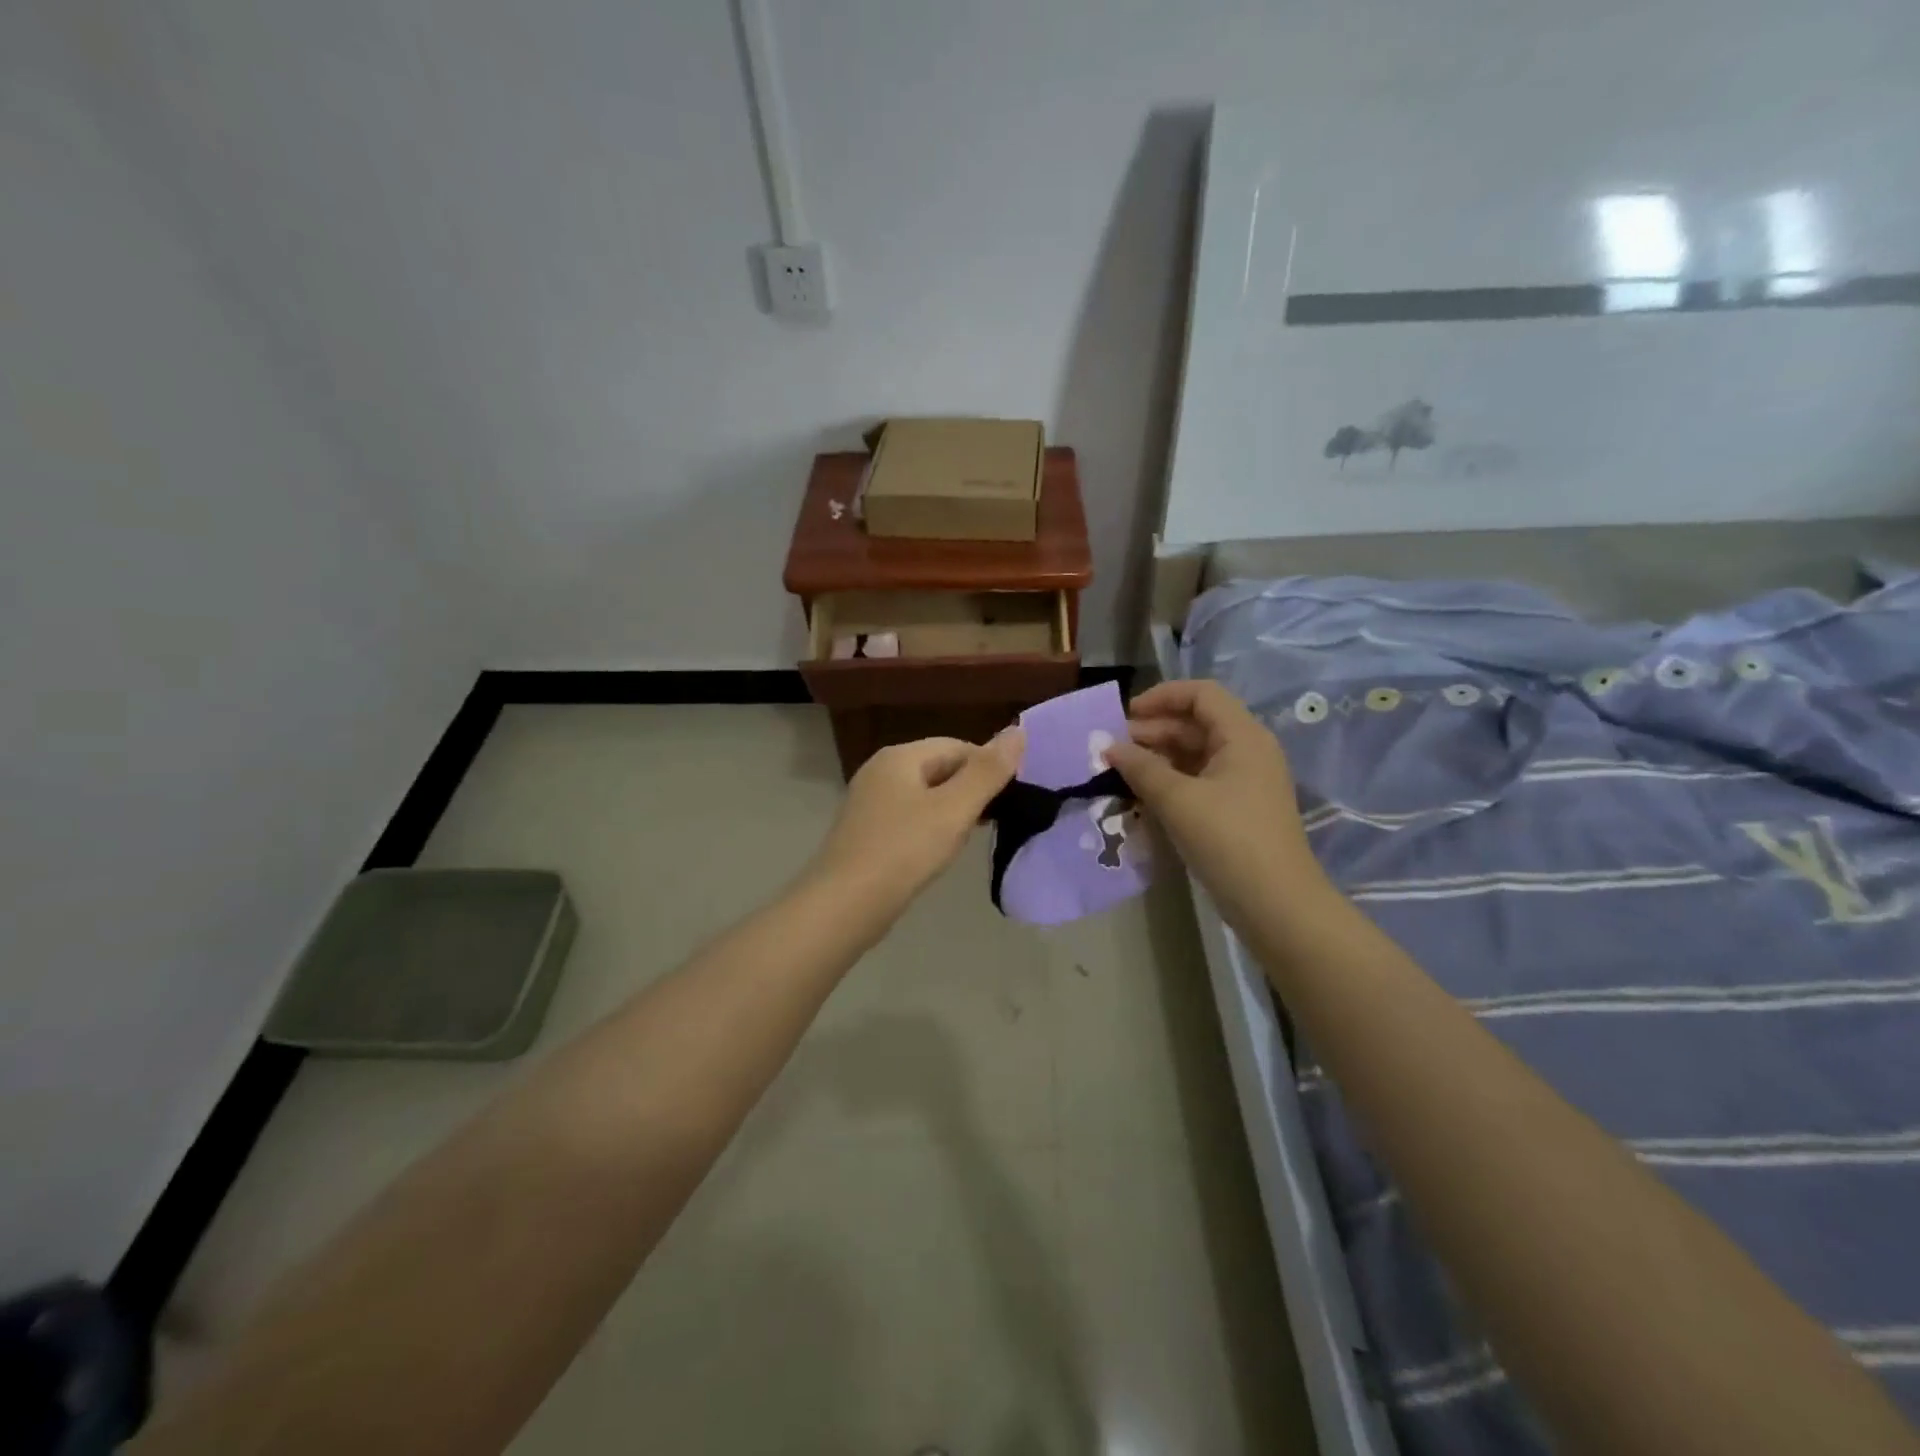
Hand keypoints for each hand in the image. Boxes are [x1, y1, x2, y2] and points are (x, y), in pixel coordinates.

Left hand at [810, 730, 1024, 910]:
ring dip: (952, 812)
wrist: (845, 905)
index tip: (1009, 798)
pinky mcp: (866, 831)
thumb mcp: (954, 809)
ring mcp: (869, 802)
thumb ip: (987, 771)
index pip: (957, 746)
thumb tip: (1018, 731)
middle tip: (994, 821)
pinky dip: (930, 829)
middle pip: (939, 768)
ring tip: (969, 838)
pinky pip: (909, 818)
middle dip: (970, 791)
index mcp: (899, 756)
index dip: (987, 768)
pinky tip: (939, 852)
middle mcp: (880, 771)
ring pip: (925, 796)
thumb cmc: (904, 850)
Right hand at [1103, 681, 1328, 918]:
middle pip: (1197, 723)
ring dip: (1158, 757)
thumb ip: (1141, 768)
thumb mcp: (1178, 800)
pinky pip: (1200, 780)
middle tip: (1113, 749)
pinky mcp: (1238, 809)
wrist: (1276, 904)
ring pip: (1196, 753)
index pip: (1201, 694)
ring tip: (1121, 772)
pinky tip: (1143, 795)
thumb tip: (1109, 747)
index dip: (1162, 696)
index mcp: (1243, 737)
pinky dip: (1171, 781)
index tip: (1125, 715)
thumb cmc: (1228, 840)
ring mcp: (1245, 782)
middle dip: (1153, 730)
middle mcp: (1248, 751)